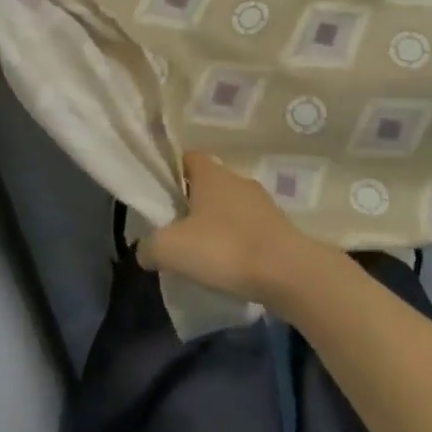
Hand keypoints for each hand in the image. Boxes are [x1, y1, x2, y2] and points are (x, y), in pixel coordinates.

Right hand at [138, 151, 327, 305]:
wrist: (287, 273)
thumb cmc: (225, 249)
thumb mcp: (171, 249)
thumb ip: (149, 246)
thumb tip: (144, 249)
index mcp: (211, 173)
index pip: (185, 158)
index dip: (169, 173)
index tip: (158, 197)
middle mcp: (237, 179)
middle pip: (206, 184)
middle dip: (190, 203)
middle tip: (174, 230)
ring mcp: (261, 202)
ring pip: (228, 207)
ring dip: (214, 224)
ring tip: (201, 253)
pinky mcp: (278, 227)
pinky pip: (247, 228)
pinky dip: (235, 241)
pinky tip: (228, 266)